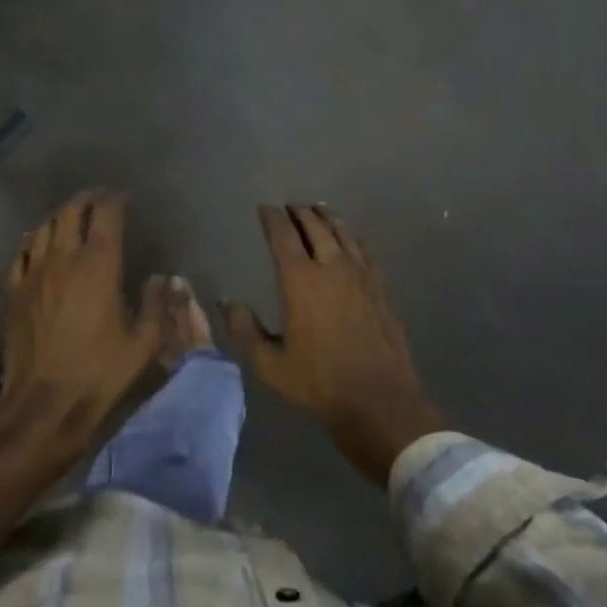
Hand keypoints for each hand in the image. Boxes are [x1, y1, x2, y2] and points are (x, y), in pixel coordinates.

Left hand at [0, 191, 164, 536]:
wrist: (43, 406)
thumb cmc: (99, 374)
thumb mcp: (144, 344)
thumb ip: (156, 304)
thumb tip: (163, 278)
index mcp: (99, 265)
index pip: (106, 214)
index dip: (115, 200)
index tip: (125, 199)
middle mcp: (64, 258)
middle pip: (72, 212)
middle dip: (87, 200)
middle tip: (99, 200)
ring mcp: (35, 273)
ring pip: (44, 227)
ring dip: (61, 215)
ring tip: (72, 216)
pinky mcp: (15, 292)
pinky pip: (22, 252)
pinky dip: (34, 239)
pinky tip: (37, 241)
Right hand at [223, 204, 444, 486]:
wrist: (379, 399)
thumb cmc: (318, 382)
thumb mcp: (270, 364)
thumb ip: (245, 330)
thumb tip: (226, 303)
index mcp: (300, 280)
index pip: (283, 236)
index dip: (272, 219)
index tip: (265, 208)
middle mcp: (331, 267)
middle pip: (315, 226)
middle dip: (300, 212)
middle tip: (290, 207)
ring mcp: (360, 274)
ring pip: (342, 233)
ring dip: (327, 218)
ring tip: (317, 211)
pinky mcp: (380, 286)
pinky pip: (363, 249)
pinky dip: (350, 236)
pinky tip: (349, 240)